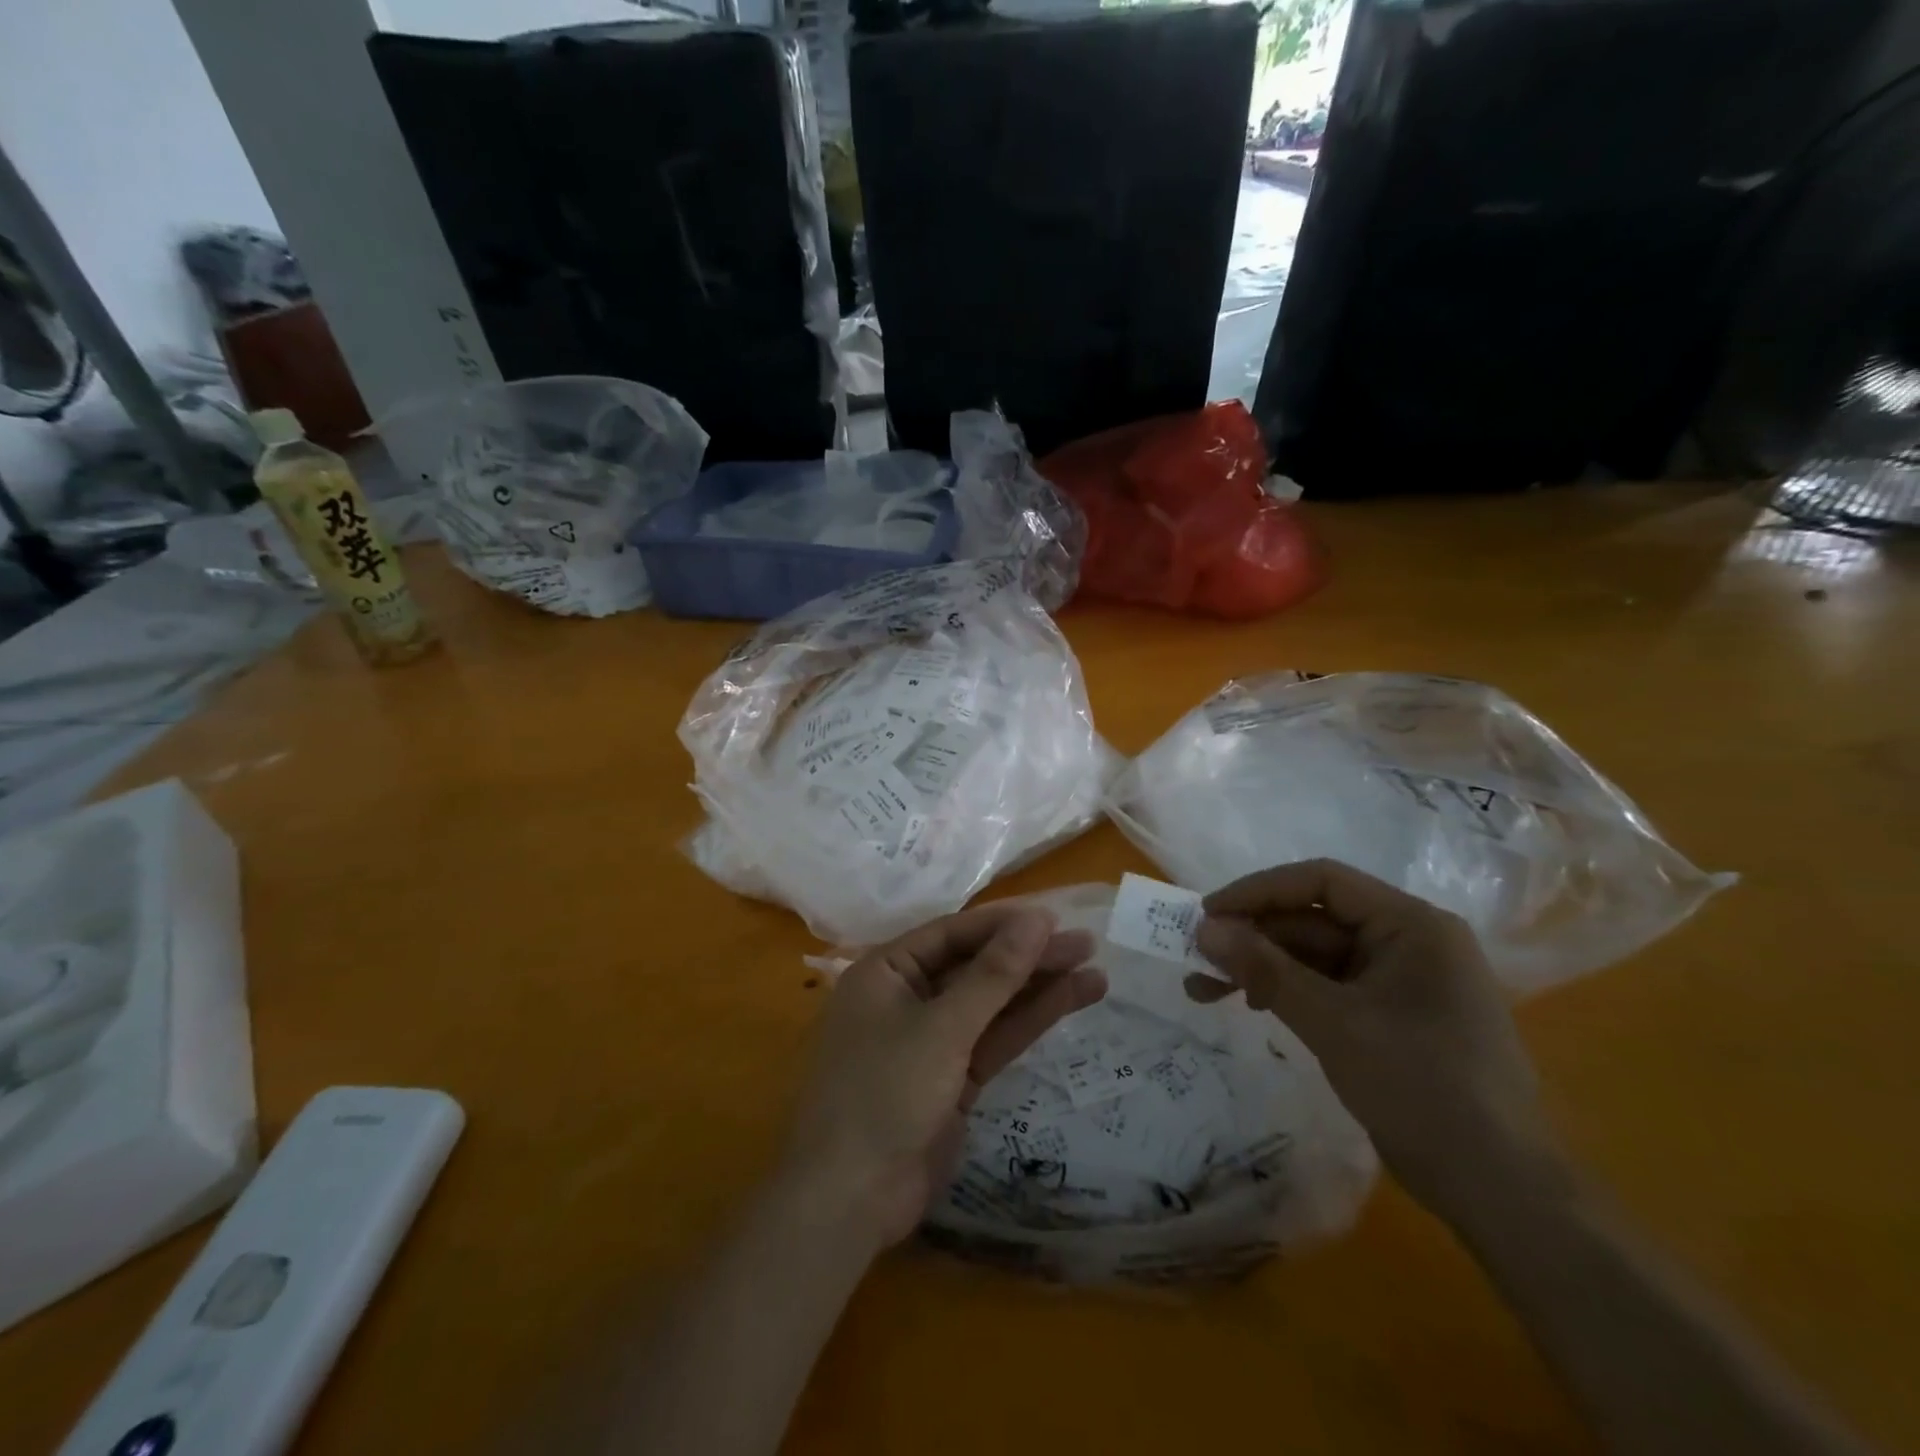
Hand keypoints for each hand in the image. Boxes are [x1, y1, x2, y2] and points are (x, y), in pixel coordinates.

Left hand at [782, 903, 1105, 1248]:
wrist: (851, 1200)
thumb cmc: (885, 1092)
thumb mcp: (942, 1027)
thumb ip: (993, 974)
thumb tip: (1036, 919)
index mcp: (886, 971)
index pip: (952, 933)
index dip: (1004, 924)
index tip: (1054, 918)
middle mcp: (907, 996)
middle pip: (975, 966)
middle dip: (1028, 956)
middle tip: (1086, 943)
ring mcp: (931, 1040)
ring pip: (991, 1003)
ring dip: (1038, 987)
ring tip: (1094, 969)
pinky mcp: (952, 1078)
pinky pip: (994, 1038)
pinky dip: (1029, 1021)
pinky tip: (1071, 1001)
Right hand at [1190, 859, 1560, 1223]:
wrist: (1501, 1190)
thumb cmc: (1423, 1088)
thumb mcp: (1334, 1023)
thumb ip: (1266, 970)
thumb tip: (1204, 929)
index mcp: (1411, 925)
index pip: (1322, 882)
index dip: (1258, 891)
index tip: (1207, 914)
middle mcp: (1408, 942)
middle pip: (1313, 922)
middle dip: (1252, 940)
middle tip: (1196, 962)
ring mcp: (1400, 982)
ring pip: (1314, 957)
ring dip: (1261, 969)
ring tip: (1204, 991)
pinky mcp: (1391, 1017)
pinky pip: (1328, 987)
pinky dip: (1287, 993)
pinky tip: (1252, 1006)